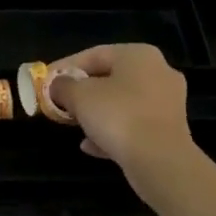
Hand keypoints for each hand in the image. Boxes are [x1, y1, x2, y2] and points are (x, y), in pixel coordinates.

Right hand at [49, 44, 197, 181]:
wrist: (160, 161)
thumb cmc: (118, 116)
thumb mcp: (79, 96)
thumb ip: (63, 86)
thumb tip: (57, 85)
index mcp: (139, 54)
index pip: (94, 54)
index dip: (65, 67)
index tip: (45, 81)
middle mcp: (158, 72)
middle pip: (110, 78)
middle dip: (82, 92)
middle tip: (60, 102)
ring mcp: (168, 103)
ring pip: (122, 103)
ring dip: (97, 113)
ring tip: (74, 125)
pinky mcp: (170, 130)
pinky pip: (134, 126)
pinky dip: (113, 132)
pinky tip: (91, 146)